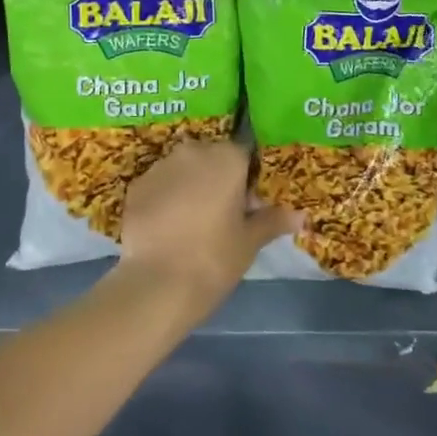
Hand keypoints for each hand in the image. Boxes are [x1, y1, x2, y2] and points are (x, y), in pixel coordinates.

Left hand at [116, 139, 298, 317]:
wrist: (158, 283)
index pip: (243, 154)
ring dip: (189, 186)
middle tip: (222, 215)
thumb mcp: (249, 242)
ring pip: (182, 169)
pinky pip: (158, 185)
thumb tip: (299, 215)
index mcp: (225, 158)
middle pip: (210, 157)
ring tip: (192, 223)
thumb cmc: (214, 258)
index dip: (247, 178)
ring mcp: (160, 167)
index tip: (248, 205)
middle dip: (217, 178)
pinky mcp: (136, 186)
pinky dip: (164, 199)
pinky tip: (167, 228)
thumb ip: (272, 221)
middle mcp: (192, 152)